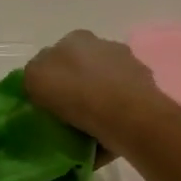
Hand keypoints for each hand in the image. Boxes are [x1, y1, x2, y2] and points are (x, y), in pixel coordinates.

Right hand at [24, 31, 162, 154]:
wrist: (127, 116)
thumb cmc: (76, 92)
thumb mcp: (34, 78)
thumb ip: (33, 74)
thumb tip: (41, 80)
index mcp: (78, 39)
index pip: (58, 54)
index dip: (51, 76)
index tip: (46, 99)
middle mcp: (106, 46)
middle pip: (85, 69)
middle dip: (77, 88)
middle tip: (65, 115)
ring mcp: (131, 67)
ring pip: (106, 88)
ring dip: (97, 105)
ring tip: (86, 133)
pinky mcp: (147, 93)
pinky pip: (122, 109)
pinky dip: (114, 122)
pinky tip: (104, 141)